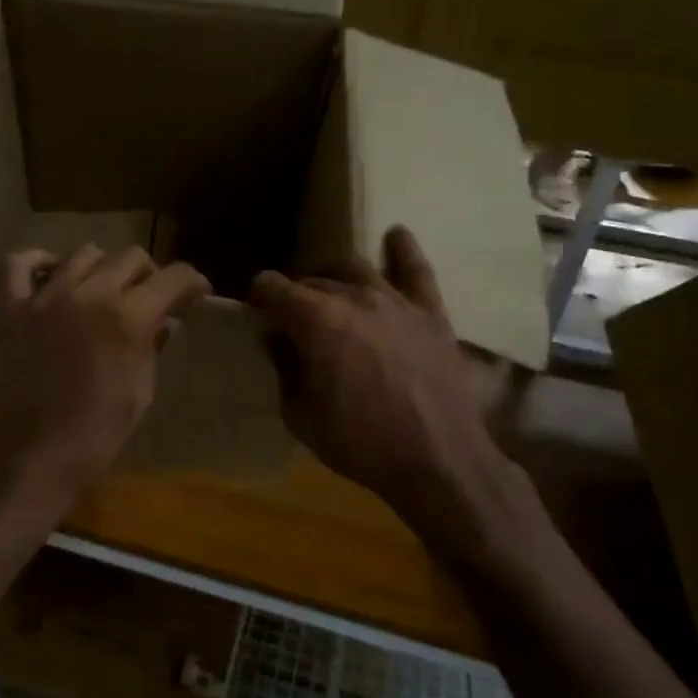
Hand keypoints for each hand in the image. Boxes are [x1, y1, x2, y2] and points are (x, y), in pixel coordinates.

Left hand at [0, 244, 209, 504]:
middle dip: (149, 274)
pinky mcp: (9, 309)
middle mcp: (90, 293)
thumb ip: (152, 346)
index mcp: (129, 317)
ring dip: (102, 268)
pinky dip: (35, 262)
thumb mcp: (139, 392)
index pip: (173, 278)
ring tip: (102, 289)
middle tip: (150, 297)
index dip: (192, 282)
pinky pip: (16, 264)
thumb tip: (165, 322)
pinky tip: (47, 273)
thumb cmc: (96, 435)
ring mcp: (45, 297)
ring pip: (83, 254)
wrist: (32, 460)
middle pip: (130, 257)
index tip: (196, 293)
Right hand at [249, 227, 544, 563]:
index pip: (273, 287)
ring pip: (355, 268)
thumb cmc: (361, 443)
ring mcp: (396, 301)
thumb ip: (284, 369)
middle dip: (295, 294)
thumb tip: (279, 341)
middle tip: (291, 318)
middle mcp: (354, 297)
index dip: (259, 297)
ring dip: (333, 276)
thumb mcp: (301, 416)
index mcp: (316, 320)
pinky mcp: (431, 313)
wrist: (439, 462)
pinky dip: (403, 249)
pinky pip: (417, 270)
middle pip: (313, 280)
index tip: (257, 313)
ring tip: (329, 290)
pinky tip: (396, 235)